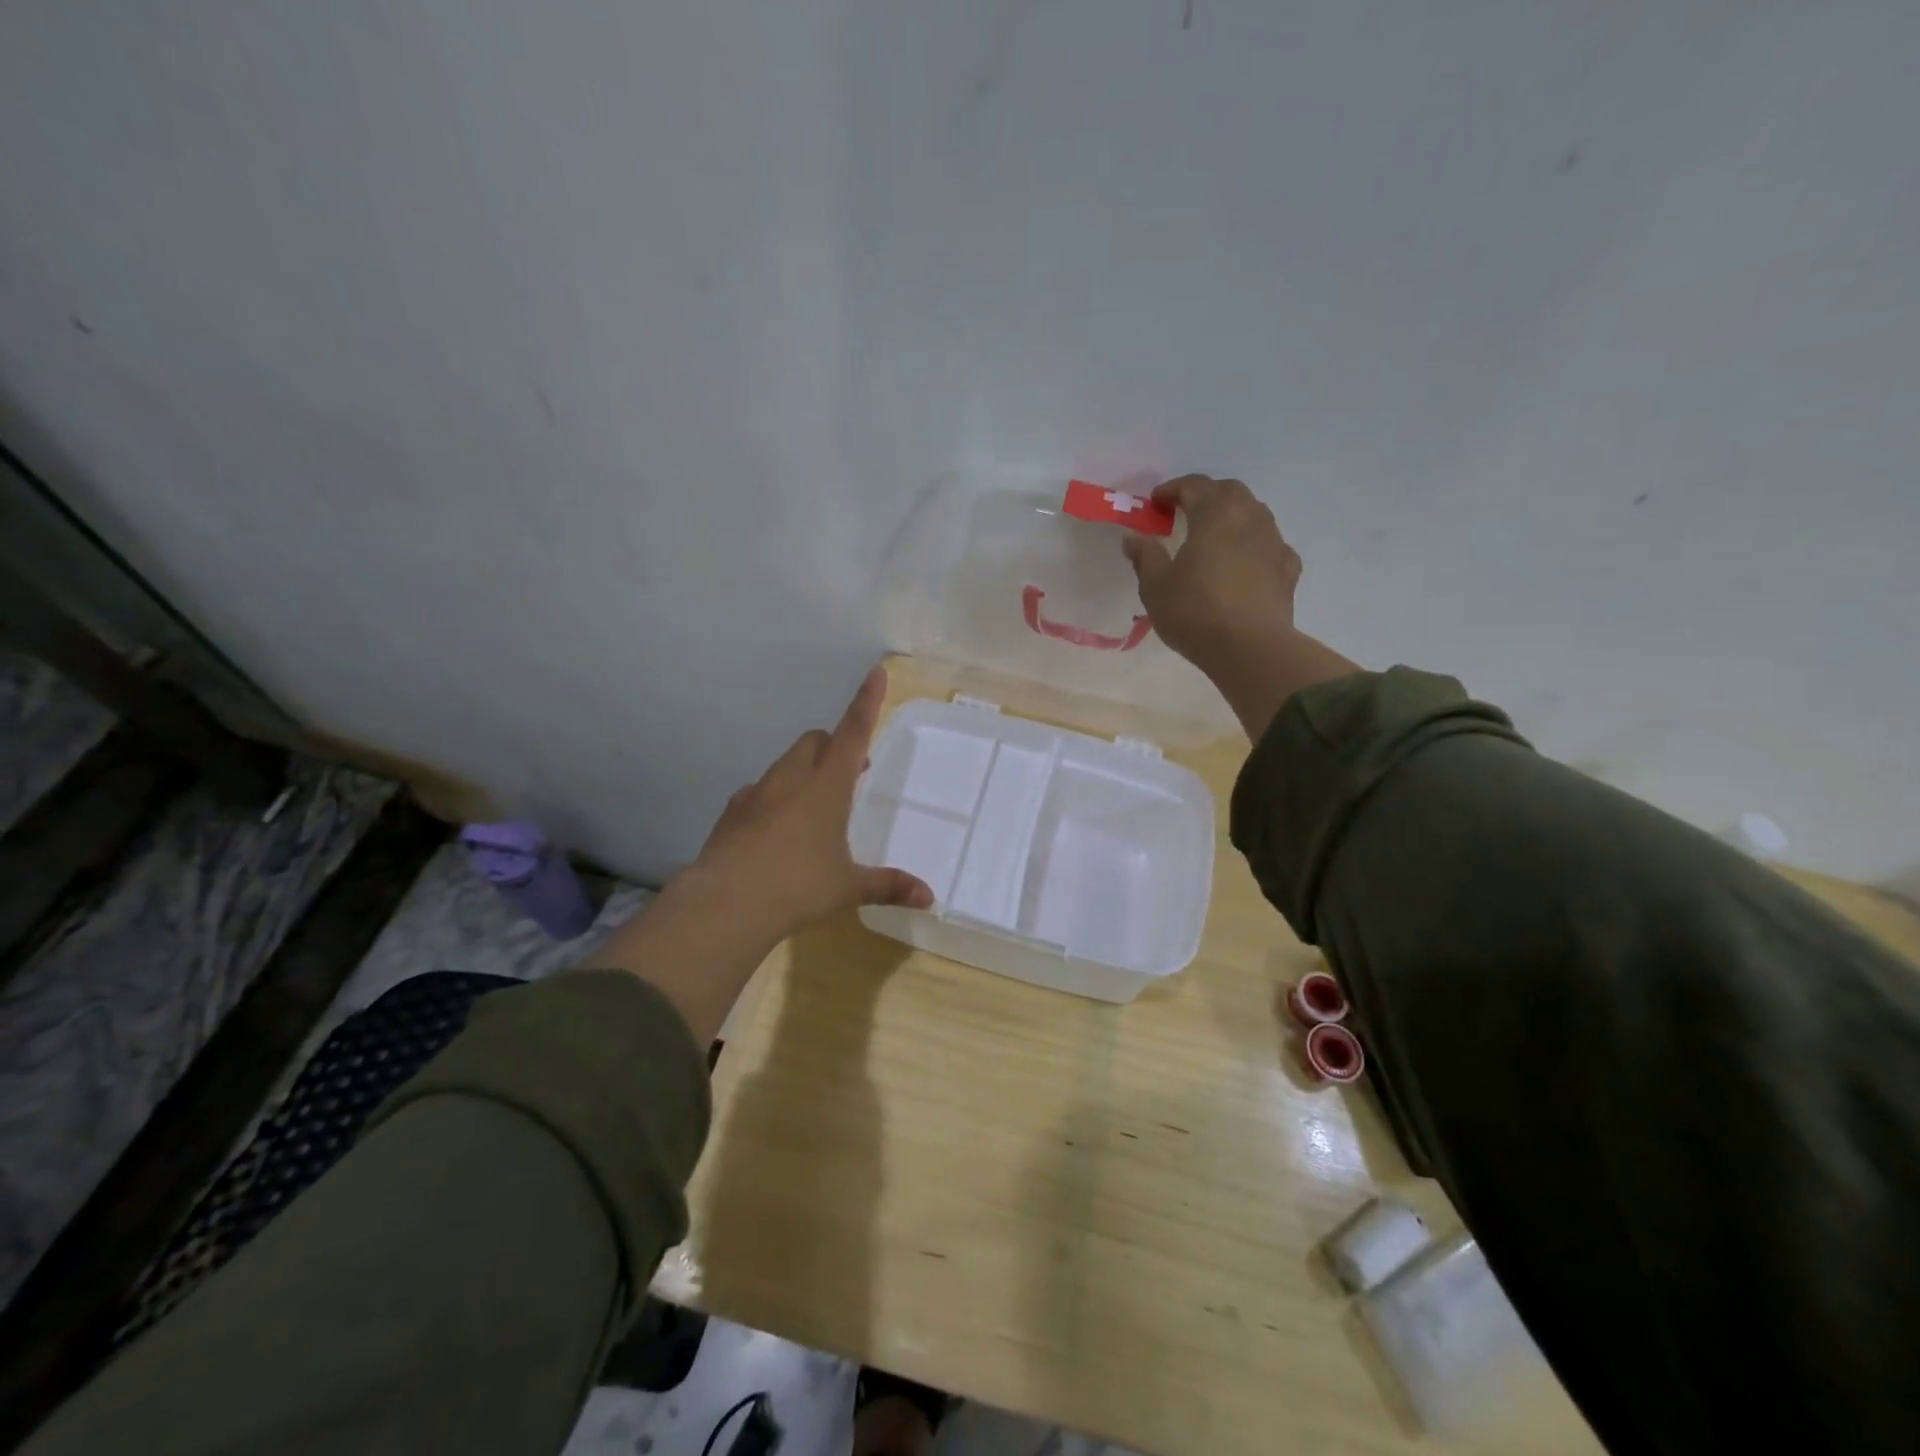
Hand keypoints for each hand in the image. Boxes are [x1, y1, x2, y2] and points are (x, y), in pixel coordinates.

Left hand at [690, 665, 932, 941]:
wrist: (727, 903)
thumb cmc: (798, 887)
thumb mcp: (848, 887)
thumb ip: (888, 885)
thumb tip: (929, 897)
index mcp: (827, 787)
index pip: (854, 733)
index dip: (867, 702)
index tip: (876, 672)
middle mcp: (792, 779)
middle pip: (816, 741)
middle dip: (834, 746)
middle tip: (848, 775)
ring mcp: (757, 792)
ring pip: (786, 764)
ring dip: (804, 771)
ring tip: (813, 808)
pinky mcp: (732, 812)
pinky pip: (759, 791)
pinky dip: (773, 798)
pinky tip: (775, 830)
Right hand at [1121, 475, 1300, 674]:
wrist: (1250, 648)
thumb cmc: (1195, 611)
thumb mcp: (1155, 585)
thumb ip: (1145, 556)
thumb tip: (1133, 537)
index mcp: (1215, 514)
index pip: (1193, 486)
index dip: (1171, 490)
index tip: (1154, 504)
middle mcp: (1249, 517)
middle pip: (1229, 492)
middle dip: (1205, 496)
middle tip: (1184, 513)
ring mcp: (1274, 542)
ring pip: (1253, 515)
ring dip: (1231, 518)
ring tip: (1213, 538)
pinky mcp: (1288, 570)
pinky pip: (1269, 546)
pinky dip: (1253, 546)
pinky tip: (1244, 564)